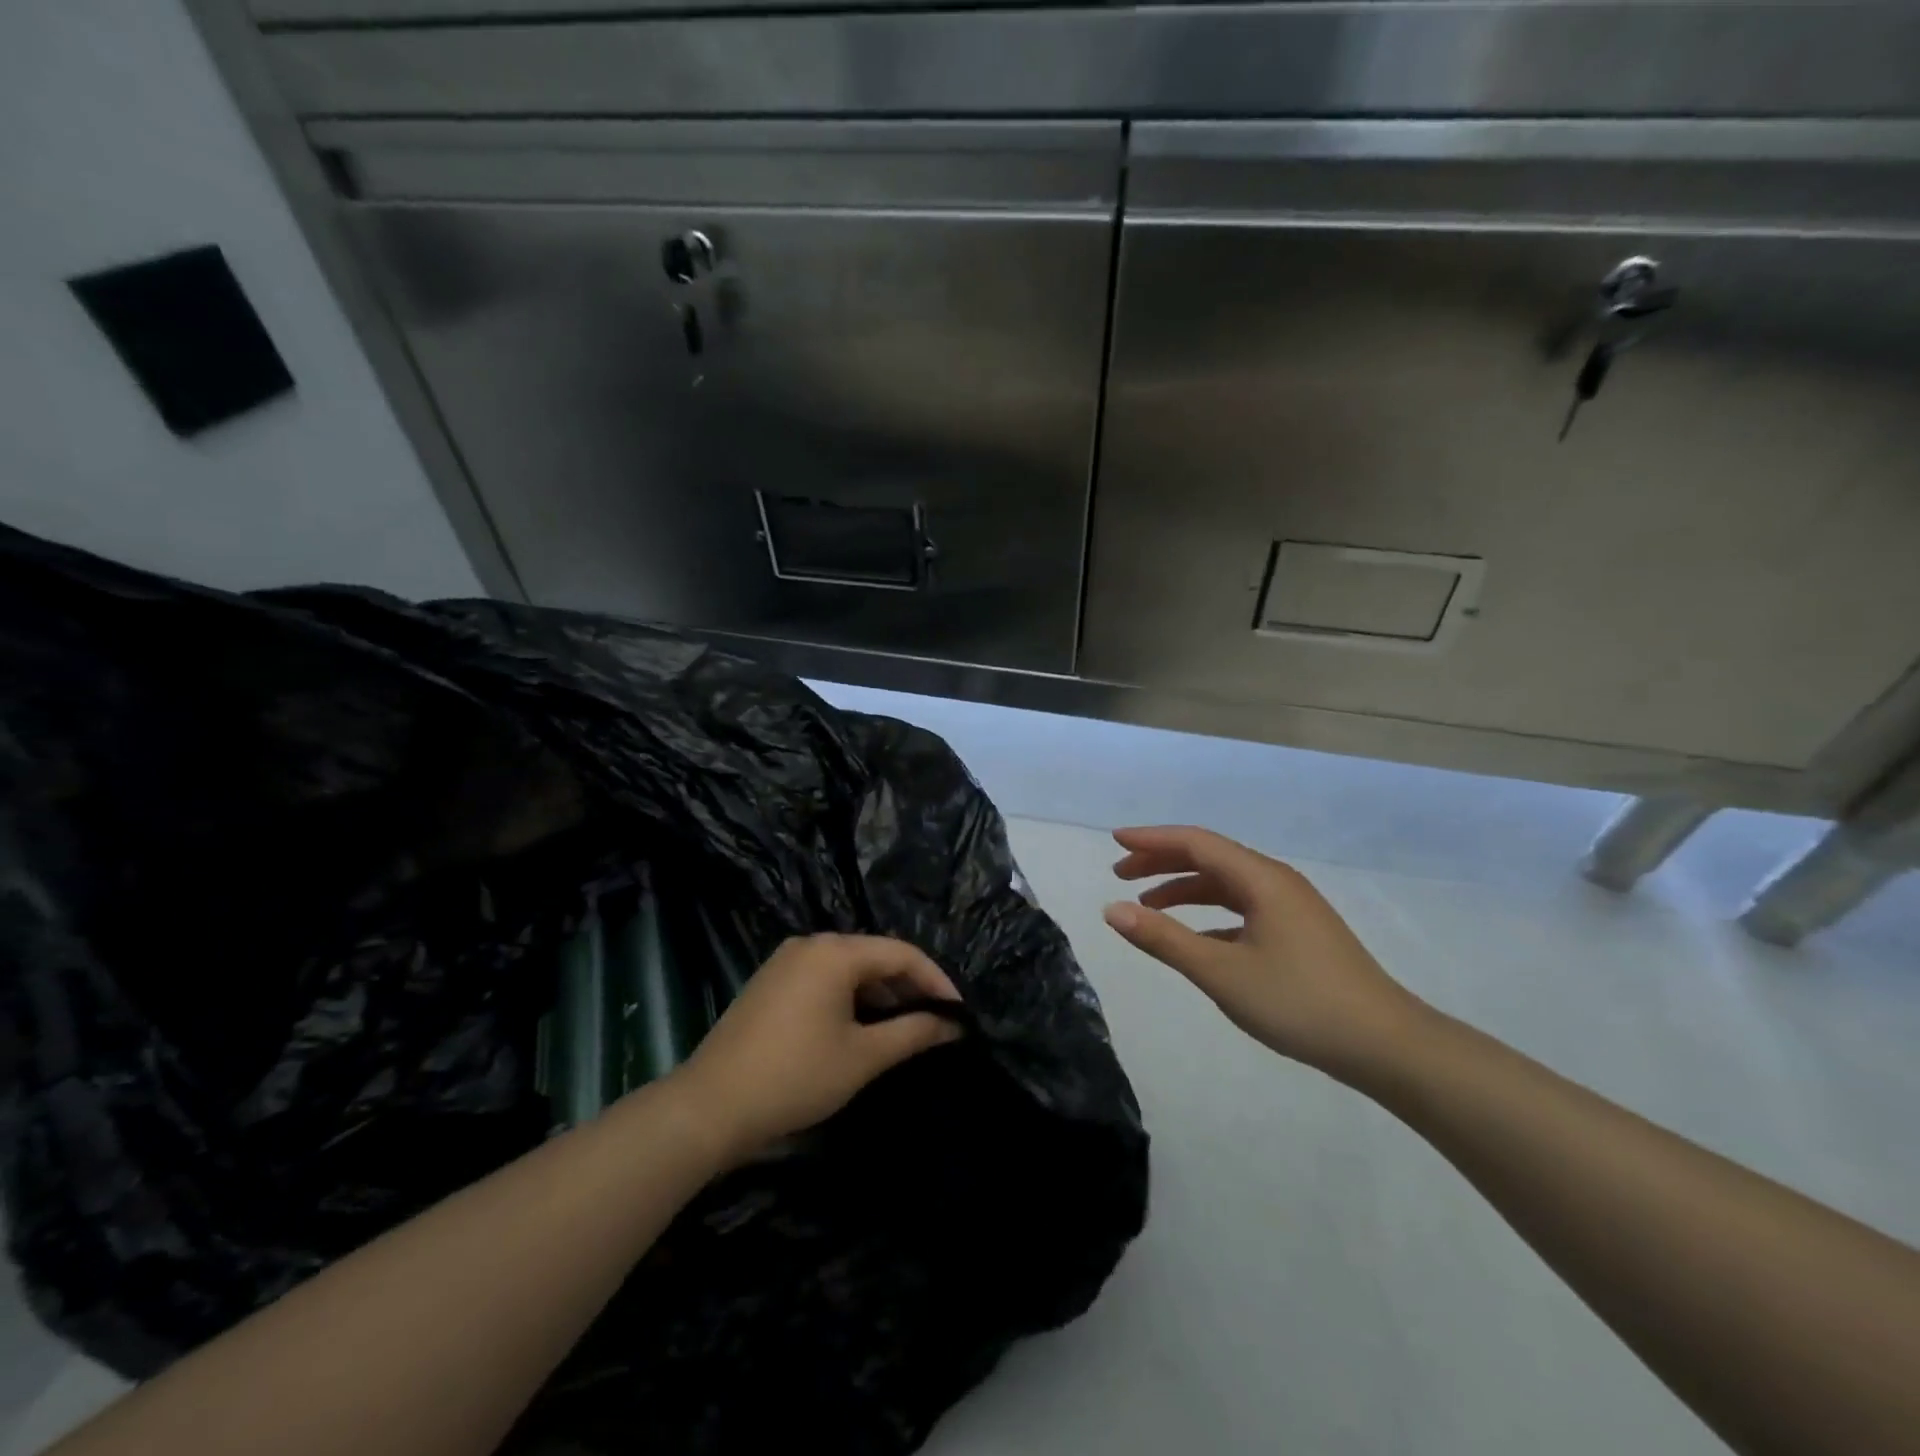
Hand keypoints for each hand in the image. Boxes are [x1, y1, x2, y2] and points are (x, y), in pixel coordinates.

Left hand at [667, 934, 963, 1161]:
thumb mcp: (862, 1057)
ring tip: (904, 1029)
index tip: (959, 1014)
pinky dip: (851, 998)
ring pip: (849, 968)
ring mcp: (787, 961)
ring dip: (880, 995)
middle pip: (874, 956)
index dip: (936, 981)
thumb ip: (913, 1033)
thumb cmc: (795, 1076)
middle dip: (908, 988)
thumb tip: (953, 1025)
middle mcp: (811, 944)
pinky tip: (862, 1027)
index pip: (901, 953)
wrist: (709, 1106)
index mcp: (835, 952)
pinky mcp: (772, 982)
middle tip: (936, 1023)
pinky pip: (825, 979)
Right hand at [1103, 826, 1428, 1079]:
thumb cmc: (1300, 1003)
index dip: (1152, 839)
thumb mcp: (1221, 973)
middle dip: (1162, 861)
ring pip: (1226, 883)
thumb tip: (1113, 910)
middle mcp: (1276, 881)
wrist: (1386, 1045)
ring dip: (1184, 888)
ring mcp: (1291, 906)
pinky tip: (1193, 938)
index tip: (1114, 841)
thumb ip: (1164, 939)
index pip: (1196, 842)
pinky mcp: (1298, 931)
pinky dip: (1208, 913)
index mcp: (1261, 879)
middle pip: (1210, 857)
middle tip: (1120, 874)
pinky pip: (1242, 907)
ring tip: (1147, 906)